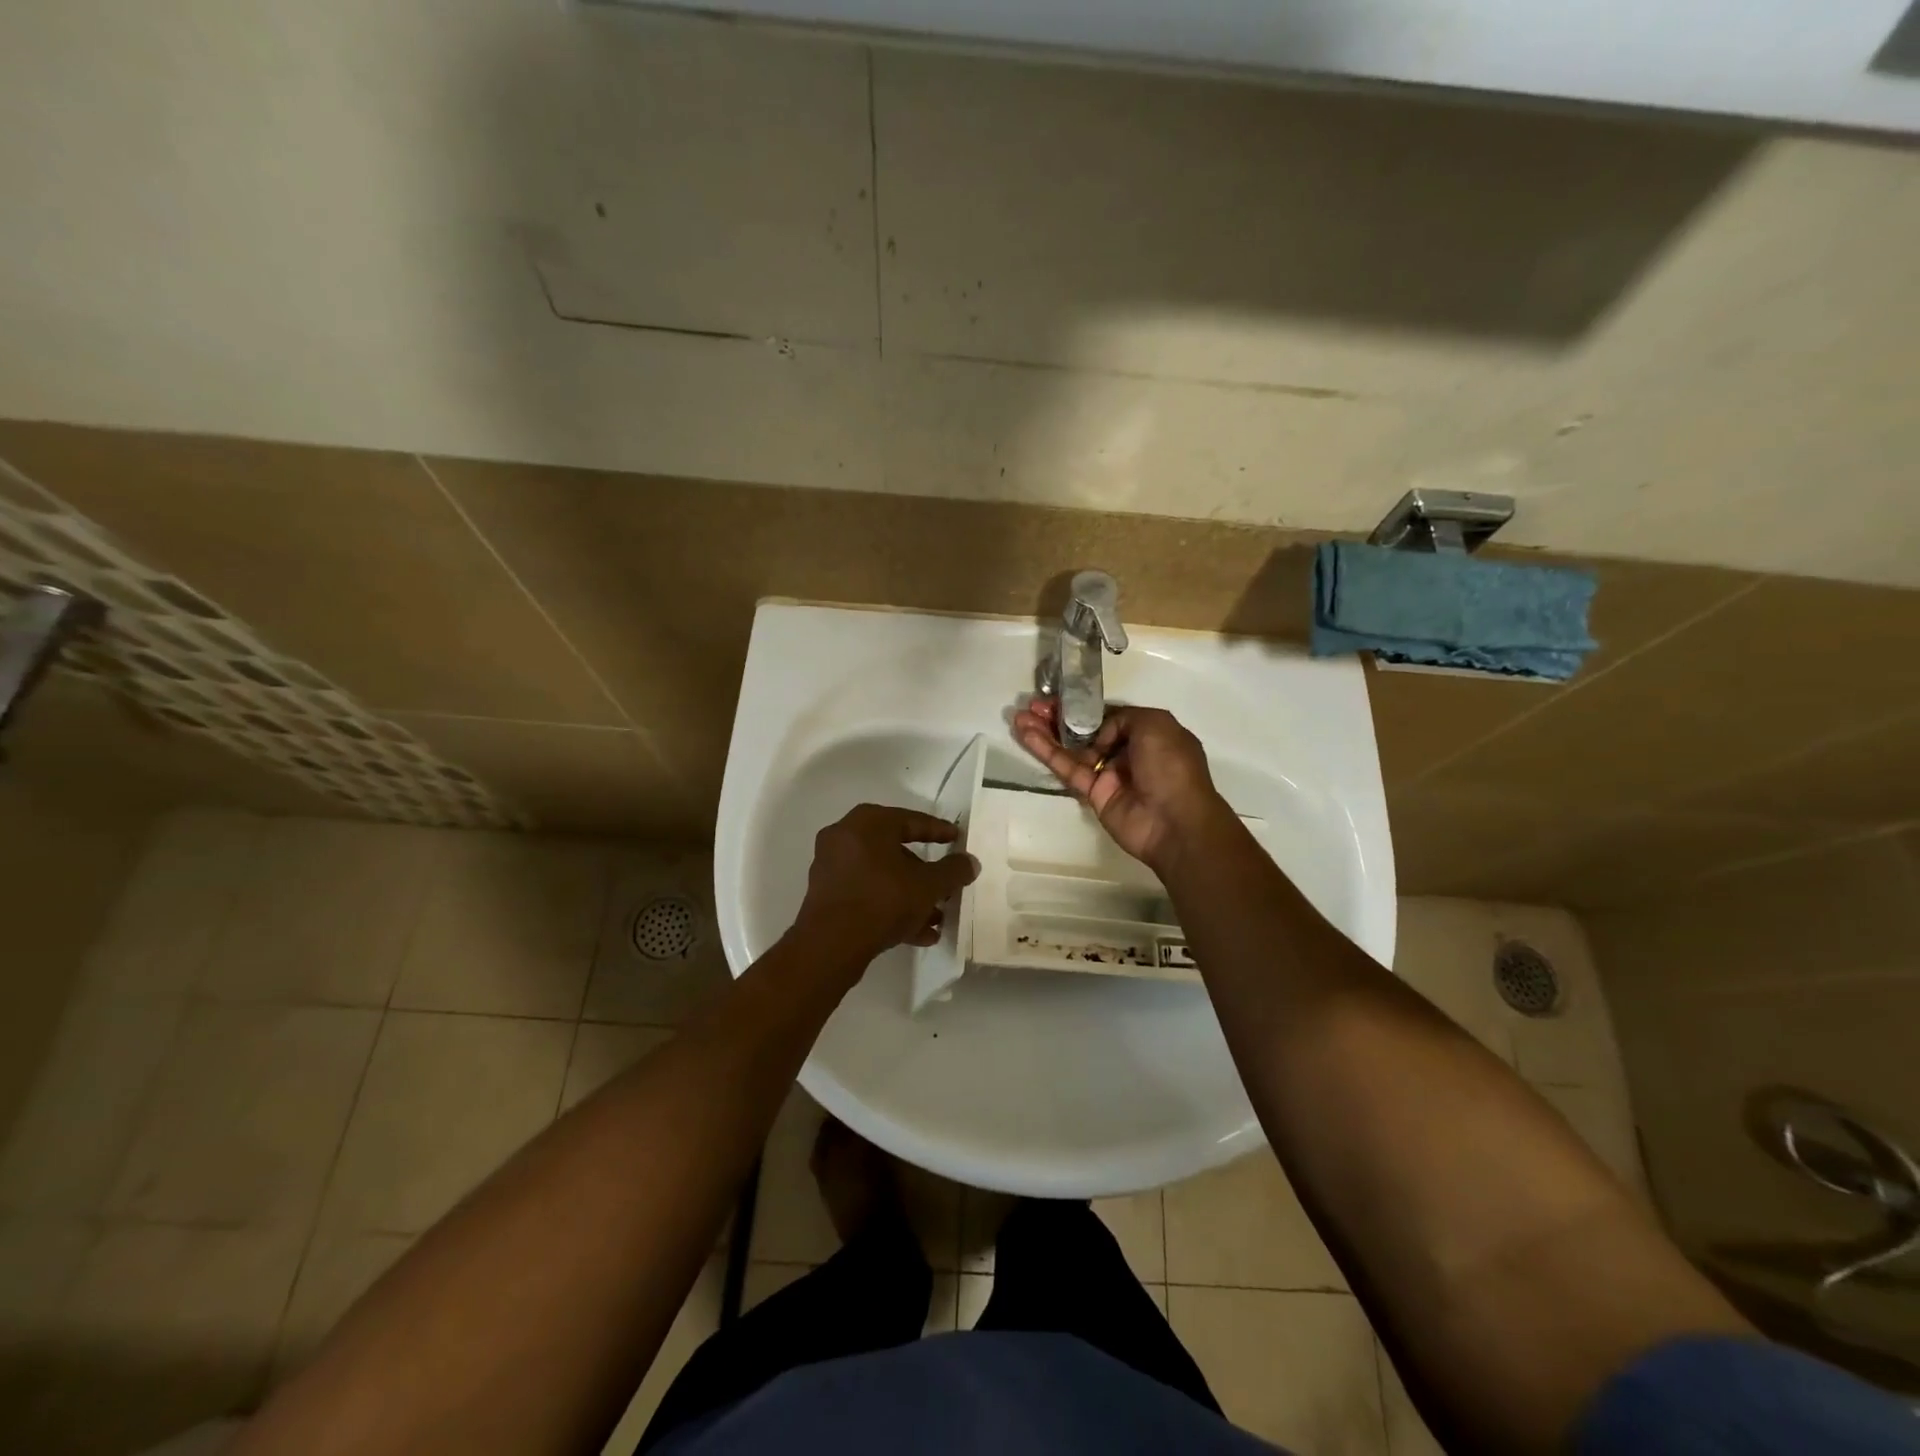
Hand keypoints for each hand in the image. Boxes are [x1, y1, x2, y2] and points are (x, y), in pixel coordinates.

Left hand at [792, 804, 979, 966]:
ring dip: (910, 895)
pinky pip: (867, 894)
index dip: (939, 831)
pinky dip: (890, 907)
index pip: (912, 820)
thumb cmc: (883, 900)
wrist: (831, 944)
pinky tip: (919, 934)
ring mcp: (832, 866)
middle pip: (896, 851)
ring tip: (937, 917)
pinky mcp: (827, 895)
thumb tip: (971, 862)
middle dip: (925, 873)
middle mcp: (845, 837)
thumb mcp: (928, 885)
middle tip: (947, 885)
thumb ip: (953, 871)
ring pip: (882, 876)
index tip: (957, 838)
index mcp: (868, 822)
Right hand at [1013, 700, 1230, 873]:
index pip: (1110, 716)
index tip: (1061, 698)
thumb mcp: (1156, 724)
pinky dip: (1045, 751)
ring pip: (1071, 748)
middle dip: (1059, 717)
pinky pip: (1066, 768)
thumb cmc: (1171, 766)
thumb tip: (1100, 734)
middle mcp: (1127, 751)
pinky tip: (1025, 735)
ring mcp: (1108, 773)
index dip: (1084, 707)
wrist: (1174, 821)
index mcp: (1148, 733)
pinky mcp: (1092, 793)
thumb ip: (1123, 717)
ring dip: (1046, 731)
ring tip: (1020, 716)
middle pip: (1085, 730)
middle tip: (1033, 705)